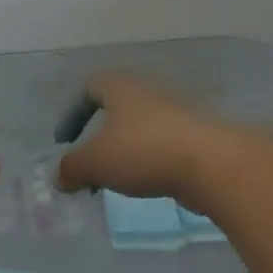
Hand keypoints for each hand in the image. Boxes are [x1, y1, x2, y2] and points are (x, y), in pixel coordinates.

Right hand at [55, 72, 226, 205]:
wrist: (214, 164)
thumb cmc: (144, 151)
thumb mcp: (94, 163)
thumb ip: (71, 169)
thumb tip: (58, 178)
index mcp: (120, 87)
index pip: (89, 87)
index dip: (72, 113)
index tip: (66, 141)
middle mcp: (147, 92)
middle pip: (115, 109)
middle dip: (99, 137)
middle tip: (90, 165)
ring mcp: (176, 113)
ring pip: (140, 128)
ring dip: (125, 151)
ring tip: (117, 181)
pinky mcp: (196, 137)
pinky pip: (163, 146)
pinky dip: (150, 162)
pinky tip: (147, 184)